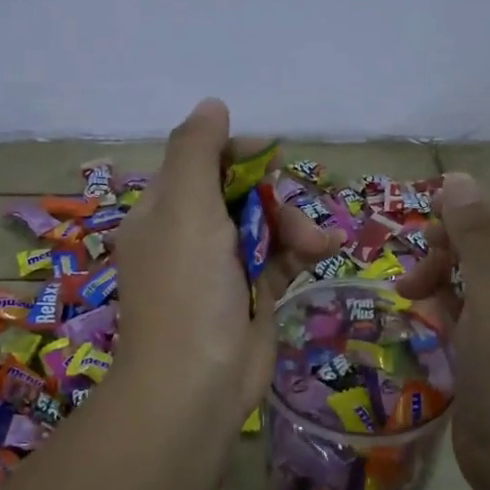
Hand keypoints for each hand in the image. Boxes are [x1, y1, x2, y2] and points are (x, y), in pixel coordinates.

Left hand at [111, 98, 338, 423]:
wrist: (197, 385)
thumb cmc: (187, 289)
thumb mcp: (185, 208)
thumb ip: (197, 151)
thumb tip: (212, 104)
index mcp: (163, 211)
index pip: (201, 162)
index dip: (237, 153)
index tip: (270, 155)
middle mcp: (189, 234)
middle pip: (240, 191)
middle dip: (273, 196)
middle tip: (287, 209)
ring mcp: (221, 267)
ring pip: (266, 224)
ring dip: (295, 226)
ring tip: (317, 245)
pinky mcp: (251, 294)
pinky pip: (280, 257)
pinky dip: (301, 251)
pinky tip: (325, 250)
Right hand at [397, 173, 489, 489]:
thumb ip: (478, 236)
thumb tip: (456, 177)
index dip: (476, 206)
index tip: (433, 222)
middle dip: (452, 242)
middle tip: (419, 261)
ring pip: (473, 271)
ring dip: (439, 270)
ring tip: (408, 292)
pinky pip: (463, 306)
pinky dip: (440, 300)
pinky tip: (419, 308)